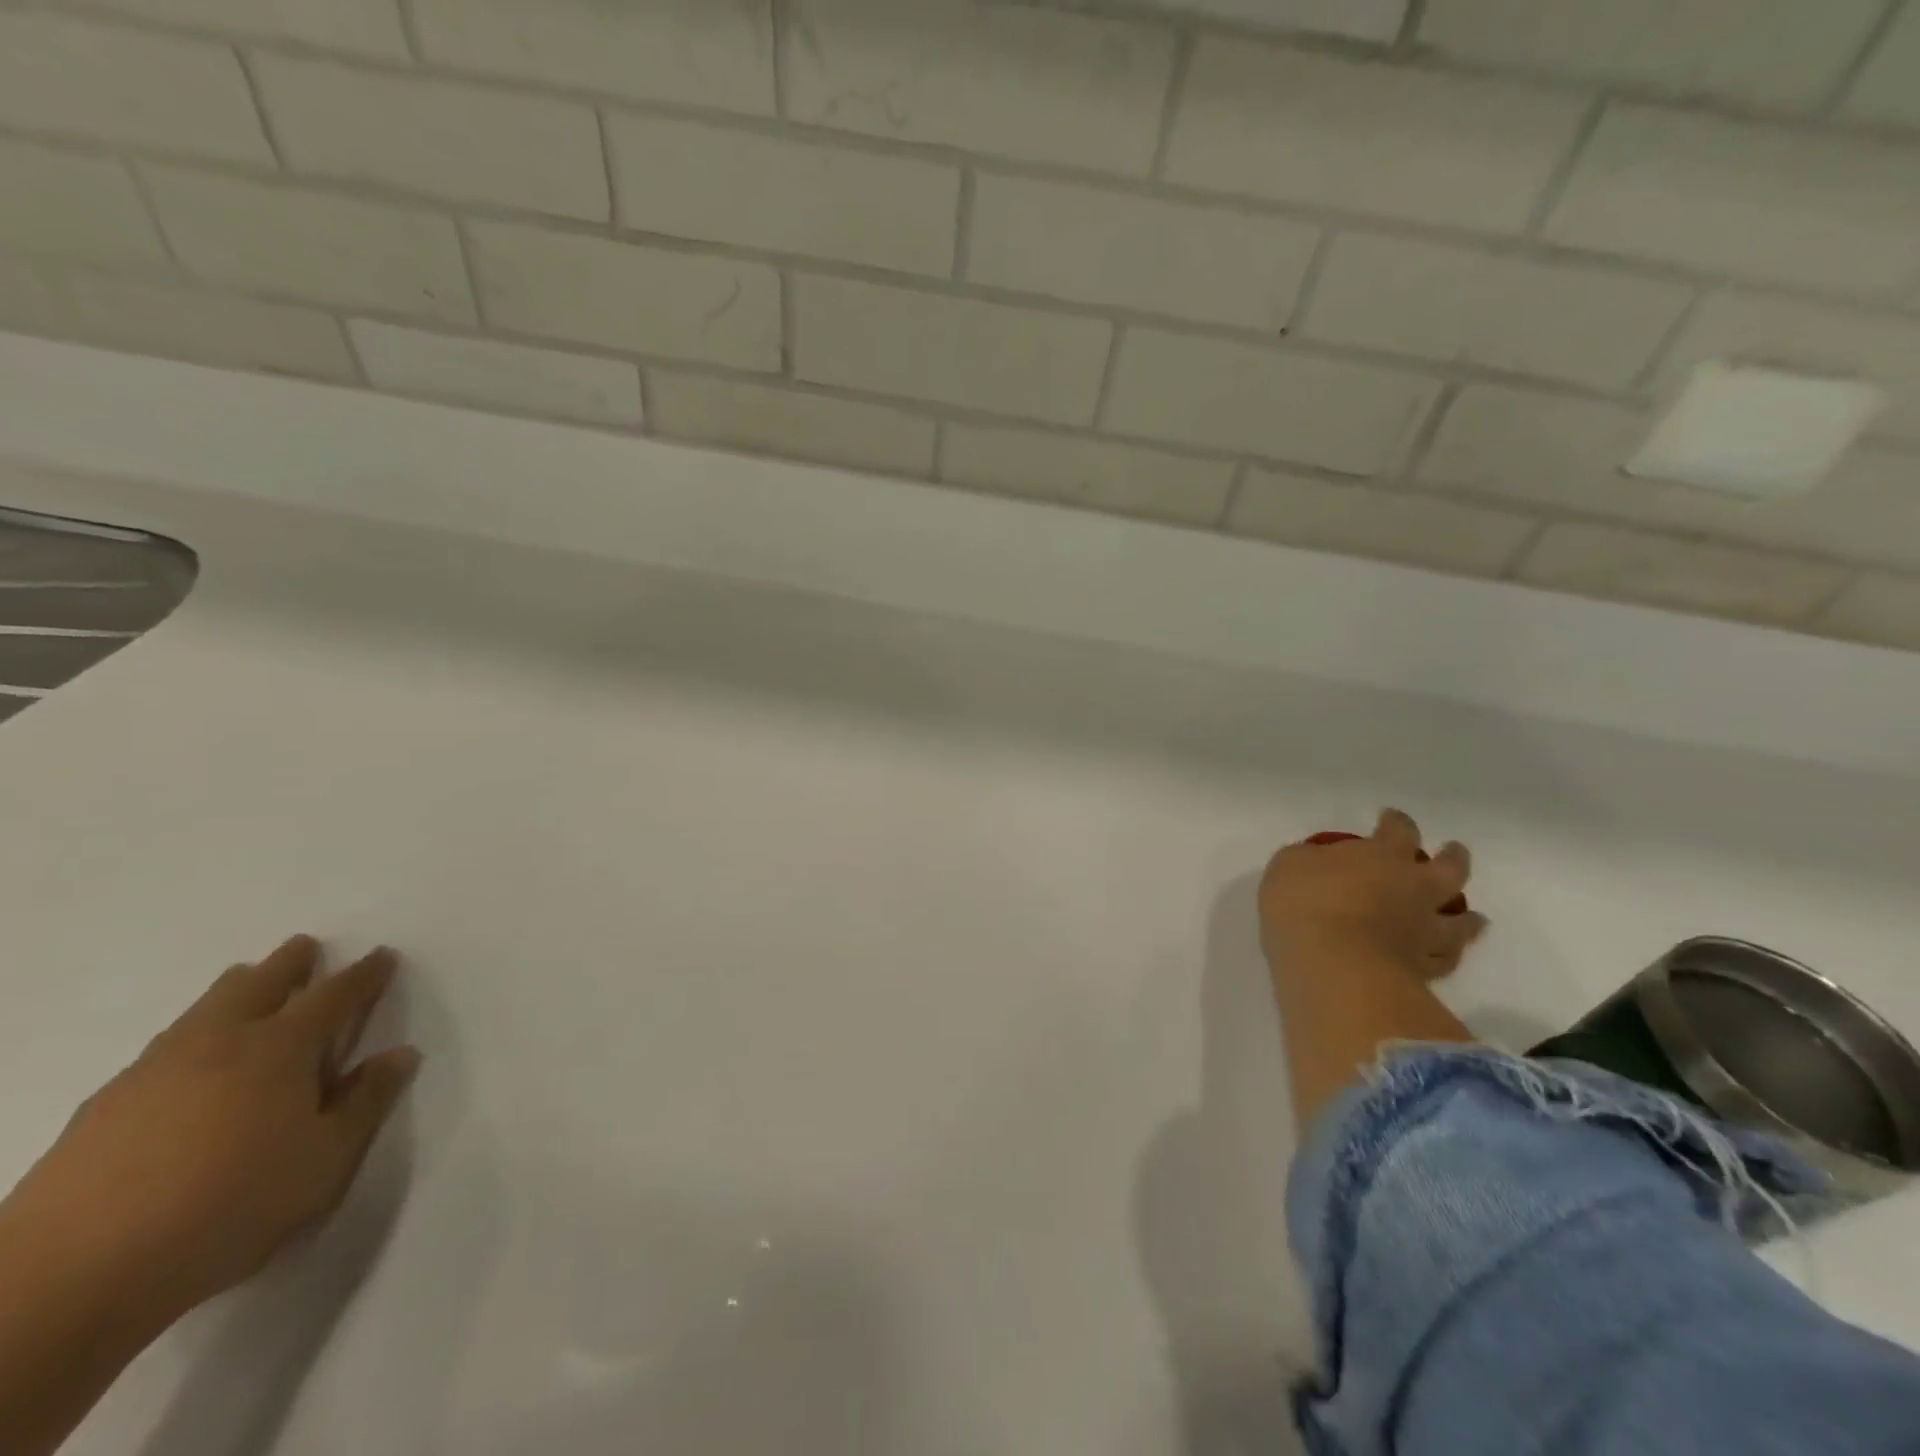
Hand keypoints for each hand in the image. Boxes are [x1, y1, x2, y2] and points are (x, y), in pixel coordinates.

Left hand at [4, 936, 419, 1330]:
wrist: (70, 1279)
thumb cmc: (229, 1208)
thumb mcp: (325, 1161)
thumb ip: (366, 1102)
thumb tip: (399, 1054)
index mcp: (281, 1049)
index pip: (334, 996)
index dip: (363, 975)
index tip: (382, 956)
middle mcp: (219, 1043)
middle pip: (258, 985)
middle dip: (288, 964)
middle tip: (305, 947)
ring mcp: (151, 1072)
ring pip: (203, 1010)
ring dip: (234, 990)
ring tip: (246, 982)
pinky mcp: (102, 1108)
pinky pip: (161, 1049)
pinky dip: (189, 1035)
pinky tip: (188, 1060)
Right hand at [1259, 808, 1487, 978]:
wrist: (1334, 965)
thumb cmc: (1307, 902)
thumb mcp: (1289, 865)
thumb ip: (1309, 859)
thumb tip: (1318, 862)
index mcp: (1383, 855)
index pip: (1398, 830)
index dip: (1396, 822)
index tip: (1390, 817)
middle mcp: (1414, 889)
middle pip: (1449, 870)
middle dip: (1454, 859)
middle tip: (1454, 852)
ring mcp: (1423, 932)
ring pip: (1460, 923)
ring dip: (1467, 919)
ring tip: (1474, 918)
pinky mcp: (1421, 970)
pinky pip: (1444, 962)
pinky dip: (1448, 957)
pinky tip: (1448, 956)